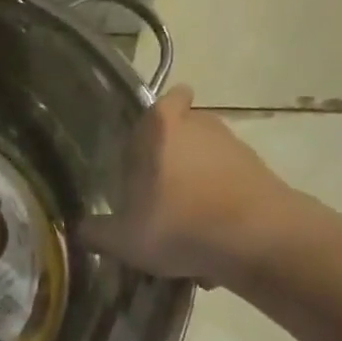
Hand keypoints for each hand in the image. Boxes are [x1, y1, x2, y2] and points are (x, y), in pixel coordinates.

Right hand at [82, 87, 321, 285]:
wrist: (257, 240)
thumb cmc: (178, 225)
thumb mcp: (123, 239)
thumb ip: (96, 232)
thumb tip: (80, 228)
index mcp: (161, 129)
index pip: (165, 100)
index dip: (156, 121)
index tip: (146, 149)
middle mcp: (201, 125)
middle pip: (185, 129)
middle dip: (173, 156)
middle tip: (158, 192)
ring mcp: (236, 146)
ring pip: (209, 158)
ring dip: (198, 182)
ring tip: (185, 223)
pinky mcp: (261, 172)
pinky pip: (231, 183)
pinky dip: (221, 202)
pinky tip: (211, 237)